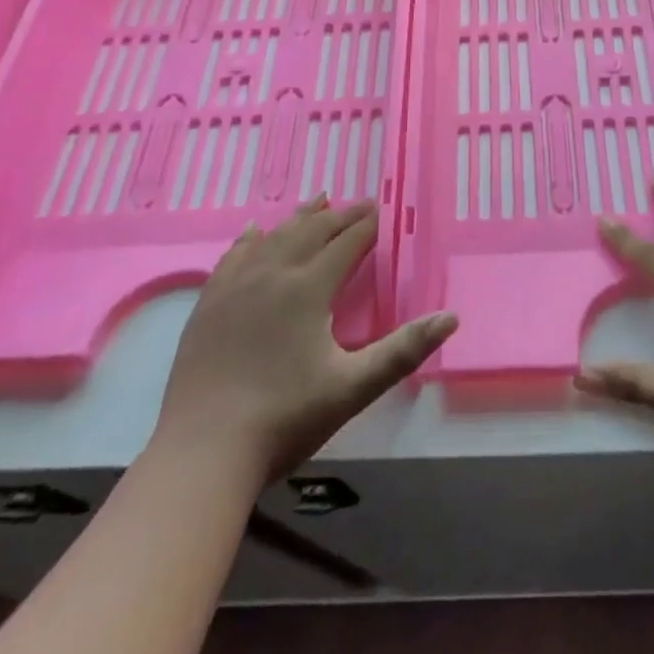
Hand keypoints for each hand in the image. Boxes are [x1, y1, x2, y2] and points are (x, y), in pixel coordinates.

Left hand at [148, 197, 456, 479]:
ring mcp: (234, 286)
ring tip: (318, 201)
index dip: (366, 225)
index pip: (345, 244)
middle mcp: (271, 274)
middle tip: (360, 204)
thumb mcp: (353, 387)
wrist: (202, 452)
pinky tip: (253, 231)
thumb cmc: (285, 418)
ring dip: (300, 218)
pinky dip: (251, 238)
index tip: (381, 209)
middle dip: (339, 216)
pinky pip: (233, 256)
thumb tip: (450, 317)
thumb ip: (403, 350)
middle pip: (311, 232)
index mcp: (308, 288)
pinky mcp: (208, 304)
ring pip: (273, 237)